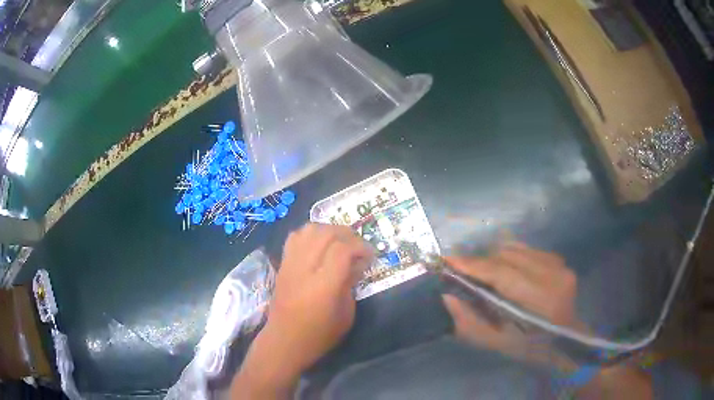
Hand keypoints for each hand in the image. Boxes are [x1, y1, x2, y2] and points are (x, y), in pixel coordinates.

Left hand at [232, 224, 372, 398]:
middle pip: (325, 233)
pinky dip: (310, 234)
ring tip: (340, 242)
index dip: (360, 247)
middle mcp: (304, 269)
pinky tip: (319, 245)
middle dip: (347, 234)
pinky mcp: (282, 264)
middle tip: (358, 246)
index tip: (370, 256)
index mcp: (323, 285)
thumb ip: (351, 284)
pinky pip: (295, 237)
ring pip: (308, 229)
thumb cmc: (319, 335)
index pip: (342, 250)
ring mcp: (290, 264)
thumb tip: (356, 263)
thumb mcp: (345, 315)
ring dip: (328, 230)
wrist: (284, 341)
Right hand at [442, 242, 578, 365]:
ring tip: (482, 272)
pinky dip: (510, 257)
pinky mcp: (560, 261)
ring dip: (495, 258)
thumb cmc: (532, 348)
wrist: (567, 341)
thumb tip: (447, 297)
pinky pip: (527, 250)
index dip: (474, 265)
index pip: (502, 273)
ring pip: (516, 249)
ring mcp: (559, 265)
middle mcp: (553, 275)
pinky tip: (505, 270)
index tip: (448, 260)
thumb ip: (470, 323)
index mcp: (541, 300)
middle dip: (481, 262)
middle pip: (508, 256)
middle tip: (462, 272)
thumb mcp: (498, 344)